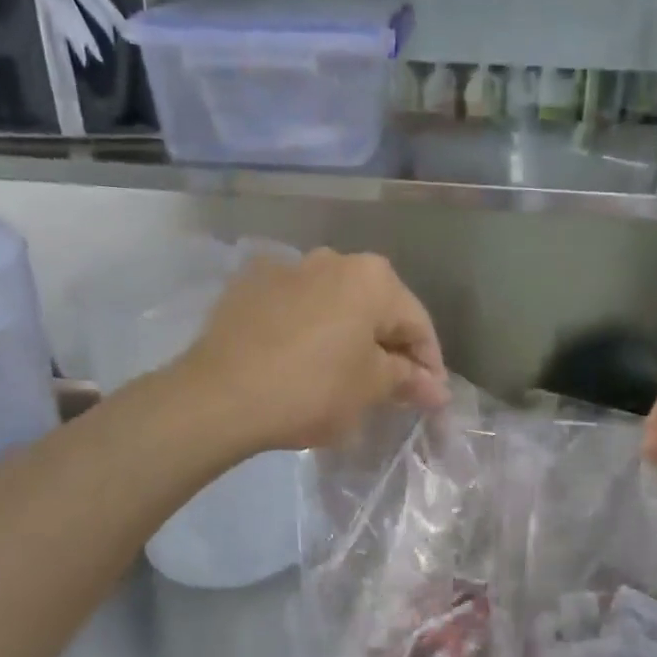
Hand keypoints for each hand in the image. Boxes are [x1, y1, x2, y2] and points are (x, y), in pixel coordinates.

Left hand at [177, 248, 449, 452]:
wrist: (219, 395)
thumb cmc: (312, 389)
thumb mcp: (370, 389)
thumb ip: (408, 380)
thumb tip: (437, 389)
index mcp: (373, 278)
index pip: (418, 324)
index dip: (430, 364)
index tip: (430, 398)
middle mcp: (334, 259)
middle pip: (377, 308)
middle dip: (389, 347)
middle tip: (392, 388)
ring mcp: (288, 267)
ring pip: (336, 304)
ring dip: (349, 334)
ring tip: (346, 372)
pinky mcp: (249, 284)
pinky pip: (296, 306)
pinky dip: (309, 328)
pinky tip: (302, 357)